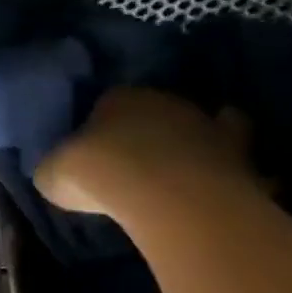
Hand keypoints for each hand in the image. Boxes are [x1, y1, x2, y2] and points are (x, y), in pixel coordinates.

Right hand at [35, 88, 258, 218]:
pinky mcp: (239, 154)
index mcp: (116, 97)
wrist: (161, 194)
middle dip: (145, 131)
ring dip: (188, 144)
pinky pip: (232, 157)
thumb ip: (58, 165)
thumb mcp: (51, 173)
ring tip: (176, 170)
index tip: (92, 149)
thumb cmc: (95, 174)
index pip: (105, 102)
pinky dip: (227, 164)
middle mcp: (163, 101)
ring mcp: (206, 124)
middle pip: (154, 111)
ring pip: (196, 128)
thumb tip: (58, 169)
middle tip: (132, 160)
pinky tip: (217, 180)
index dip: (98, 126)